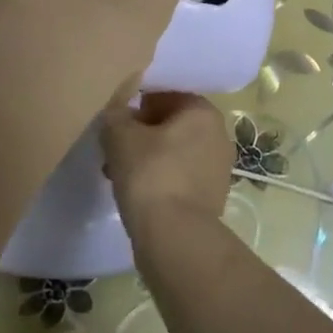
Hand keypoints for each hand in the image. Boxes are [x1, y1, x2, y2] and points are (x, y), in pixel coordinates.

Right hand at [102, 92, 234, 239]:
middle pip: (171, 124)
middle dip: (142, 134)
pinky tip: (137, 195)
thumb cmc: (150, 174)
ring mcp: (218, 167)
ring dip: (148, 158)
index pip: (166, 95)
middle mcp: (218, 134)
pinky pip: (180, 177)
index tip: (117, 124)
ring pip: (174, 152)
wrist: (175, 237)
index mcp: (202, 111)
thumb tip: (118, 112)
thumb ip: (116, 115)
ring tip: (119, 175)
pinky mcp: (212, 196)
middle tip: (114, 150)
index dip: (137, 106)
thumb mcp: (120, 136)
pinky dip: (160, 180)